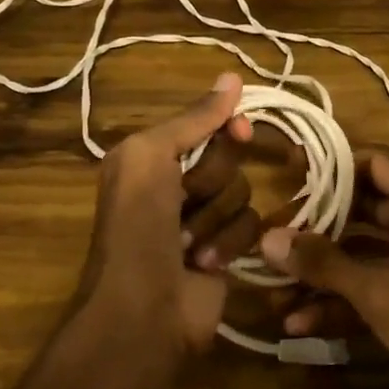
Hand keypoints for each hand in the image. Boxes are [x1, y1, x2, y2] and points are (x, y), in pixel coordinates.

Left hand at [77, 73, 256, 356]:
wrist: (142, 312)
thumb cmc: (138, 227)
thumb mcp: (151, 157)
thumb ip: (193, 119)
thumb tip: (233, 76)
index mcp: (150, 156)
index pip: (205, 123)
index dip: (226, 125)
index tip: (241, 130)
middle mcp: (175, 182)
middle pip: (228, 156)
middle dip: (211, 180)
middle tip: (185, 200)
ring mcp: (202, 218)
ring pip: (242, 192)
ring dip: (216, 218)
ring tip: (187, 244)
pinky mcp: (225, 250)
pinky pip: (250, 226)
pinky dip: (228, 243)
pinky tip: (204, 264)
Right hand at [260, 156, 388, 388]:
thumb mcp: (381, 292)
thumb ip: (323, 262)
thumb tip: (267, 237)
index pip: (374, 165)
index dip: (332, 169)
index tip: (286, 174)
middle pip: (363, 211)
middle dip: (318, 226)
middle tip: (270, 234)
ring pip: (363, 257)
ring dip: (322, 273)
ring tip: (272, 287)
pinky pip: (373, 293)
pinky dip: (341, 304)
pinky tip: (298, 323)